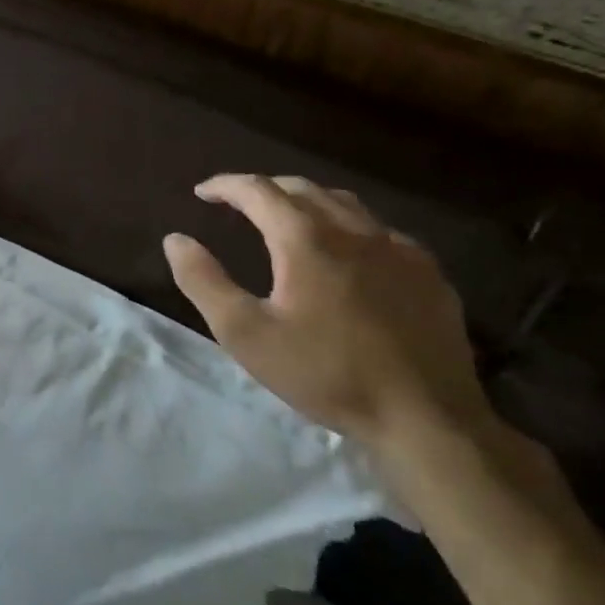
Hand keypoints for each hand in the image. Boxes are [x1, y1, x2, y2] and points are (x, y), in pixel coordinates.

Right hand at [163, 173, 493, 456]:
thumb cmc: (326, 374)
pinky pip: (380, 231)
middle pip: (302, 188)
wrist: (426, 418)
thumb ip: (204, 282)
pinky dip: (349, 227)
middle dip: (265, 189)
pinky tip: (349, 254)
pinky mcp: (428, 273)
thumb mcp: (246, 334)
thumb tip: (175, 239)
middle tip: (239, 203)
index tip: (203, 192)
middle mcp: (353, 230)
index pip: (258, 190)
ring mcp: (398, 249)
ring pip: (345, 204)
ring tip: (288, 218)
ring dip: (308, 201)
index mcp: (305, 239)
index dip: (226, 186)